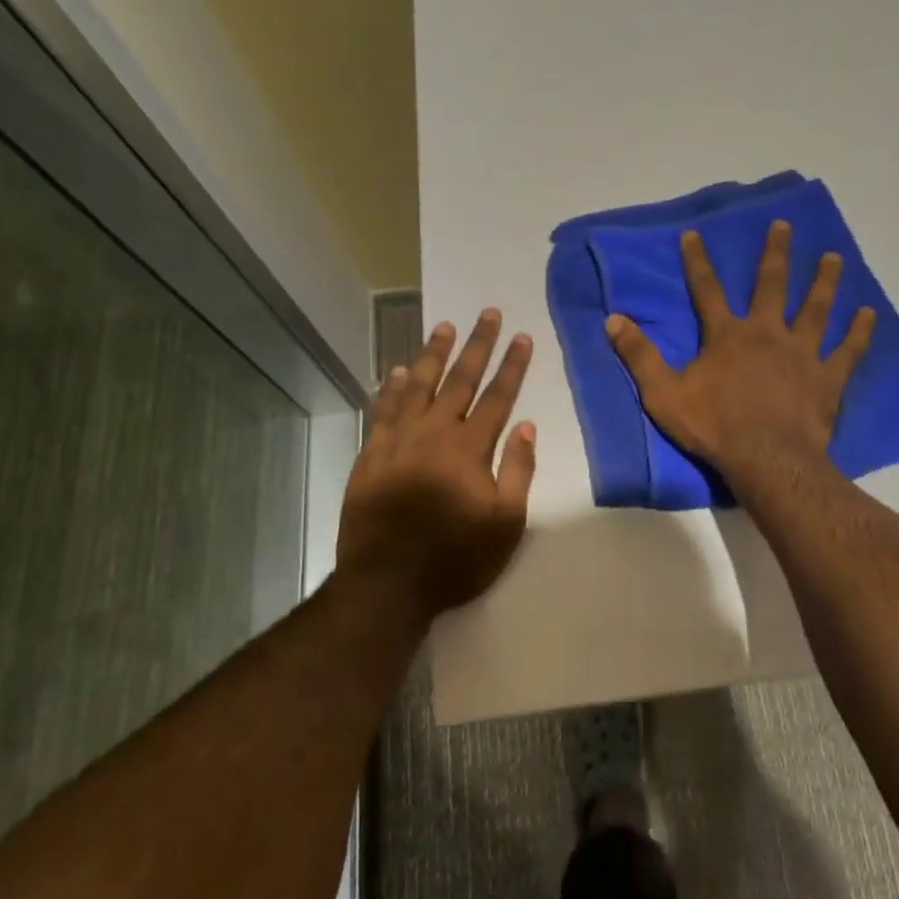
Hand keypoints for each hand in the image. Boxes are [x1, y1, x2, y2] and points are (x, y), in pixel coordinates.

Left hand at [337, 310, 536, 623]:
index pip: (497, 396)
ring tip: (444, 326)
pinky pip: (383, 411)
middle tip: (487, 313)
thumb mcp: (505, 524)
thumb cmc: (455, 558)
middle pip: (460, 380)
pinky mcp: (372, 455)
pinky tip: (396, 372)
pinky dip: (391, 389)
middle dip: (477, 345)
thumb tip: (526, 425)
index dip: (512, 365)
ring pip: (418, 386)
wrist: (386, 584)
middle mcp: (434, 433)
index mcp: (469, 448)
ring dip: (433, 354)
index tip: (522, 336)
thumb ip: (517, 470)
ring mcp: (398, 441)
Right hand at [606, 221, 873, 480]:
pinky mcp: (828, 378)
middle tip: (785, 225)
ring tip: (834, 257)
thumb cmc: (714, 427)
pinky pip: (848, 350)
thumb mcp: (663, 394)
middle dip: (776, 254)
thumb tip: (613, 319)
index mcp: (727, 336)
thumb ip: (639, 356)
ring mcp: (802, 353)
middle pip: (772, 285)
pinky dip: (859, 331)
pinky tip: (869, 313)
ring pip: (816, 309)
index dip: (697, 261)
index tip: (694, 234)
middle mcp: (767, 333)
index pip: (707, 290)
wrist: (767, 460)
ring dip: (825, 281)